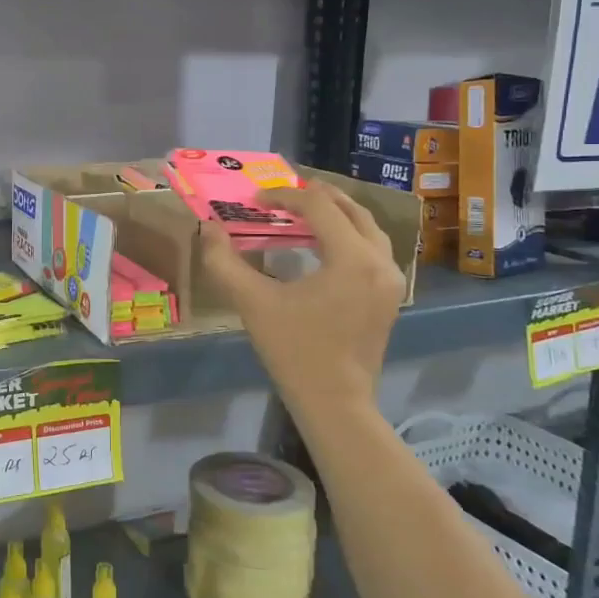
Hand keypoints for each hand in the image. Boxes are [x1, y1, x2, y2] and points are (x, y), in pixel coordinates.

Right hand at [200, 180, 406, 416]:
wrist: (335, 403)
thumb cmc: (294, 351)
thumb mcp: (253, 303)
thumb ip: (224, 262)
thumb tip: (208, 229)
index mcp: (352, 258)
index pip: (320, 207)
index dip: (285, 197)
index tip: (255, 200)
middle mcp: (380, 261)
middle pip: (352, 210)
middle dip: (316, 197)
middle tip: (283, 194)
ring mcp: (391, 280)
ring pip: (367, 228)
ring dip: (336, 214)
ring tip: (304, 211)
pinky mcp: (390, 295)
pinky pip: (373, 249)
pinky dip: (349, 235)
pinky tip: (323, 244)